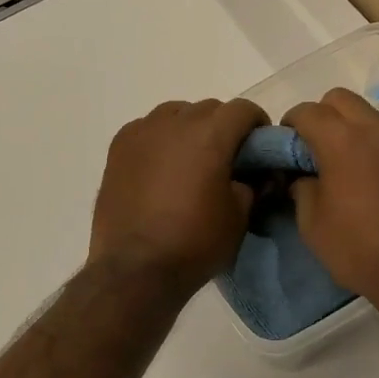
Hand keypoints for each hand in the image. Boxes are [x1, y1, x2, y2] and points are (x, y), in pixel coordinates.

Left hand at [87, 98, 268, 297]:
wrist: (135, 269)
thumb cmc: (195, 243)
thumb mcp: (240, 216)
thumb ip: (253, 184)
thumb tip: (256, 174)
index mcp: (210, 134)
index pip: (244, 109)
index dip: (257, 125)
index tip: (260, 148)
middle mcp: (175, 121)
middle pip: (209, 108)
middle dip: (224, 127)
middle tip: (227, 159)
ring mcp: (142, 131)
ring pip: (176, 114)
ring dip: (190, 128)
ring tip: (191, 160)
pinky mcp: (118, 146)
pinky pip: (148, 128)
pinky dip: (160, 139)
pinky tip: (160, 168)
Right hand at [283, 88, 378, 308]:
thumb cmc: (360, 250)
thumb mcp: (312, 223)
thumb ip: (301, 186)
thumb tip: (302, 174)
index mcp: (344, 140)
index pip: (307, 111)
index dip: (289, 126)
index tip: (285, 149)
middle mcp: (376, 129)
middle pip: (339, 99)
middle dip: (320, 116)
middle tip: (312, 149)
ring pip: (367, 113)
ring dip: (348, 127)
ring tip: (341, 163)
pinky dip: (371, 142)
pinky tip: (368, 176)